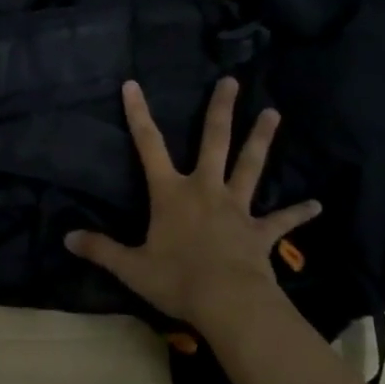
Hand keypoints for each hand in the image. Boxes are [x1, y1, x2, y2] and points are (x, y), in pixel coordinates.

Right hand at [66, 78, 319, 328]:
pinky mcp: (260, 232)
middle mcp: (205, 189)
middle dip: (220, 110)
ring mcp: (237, 208)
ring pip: (250, 165)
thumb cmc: (177, 280)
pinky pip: (282, 219)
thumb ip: (100, 249)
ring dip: (261, 139)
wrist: (228, 302)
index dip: (138, 114)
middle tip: (232, 81)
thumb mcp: (131, 267)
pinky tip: (317, 205)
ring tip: (273, 113)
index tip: (133, 84)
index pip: (148, 146)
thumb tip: (67, 238)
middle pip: (214, 141)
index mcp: (171, 193)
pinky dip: (298, 212)